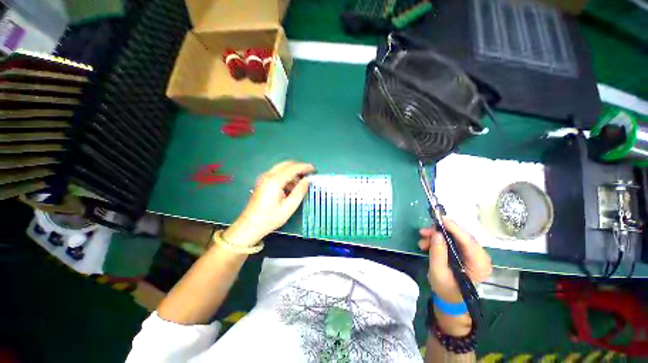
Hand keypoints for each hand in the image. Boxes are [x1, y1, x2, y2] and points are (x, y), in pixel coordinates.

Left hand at [224, 161, 314, 245]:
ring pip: (282, 168)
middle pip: (286, 164)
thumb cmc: (270, 218)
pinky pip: (277, 174)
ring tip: (301, 185)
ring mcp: (264, 178)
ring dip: (293, 173)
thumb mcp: (289, 207)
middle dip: (299, 167)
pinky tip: (290, 188)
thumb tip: (308, 180)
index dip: (305, 167)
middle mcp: (268, 175)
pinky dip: (286, 177)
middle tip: (309, 175)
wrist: (249, 226)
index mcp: (274, 181)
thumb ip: (300, 191)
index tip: (314, 169)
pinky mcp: (262, 182)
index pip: (293, 168)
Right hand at [419, 218, 491, 302]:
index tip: (441, 218)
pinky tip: (427, 245)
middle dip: (440, 232)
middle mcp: (480, 257)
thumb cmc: (445, 288)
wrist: (449, 298)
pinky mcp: (465, 252)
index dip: (454, 228)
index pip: (468, 242)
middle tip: (424, 232)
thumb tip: (437, 233)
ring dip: (436, 237)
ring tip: (422, 241)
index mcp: (479, 265)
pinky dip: (438, 241)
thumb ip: (438, 252)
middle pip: (461, 237)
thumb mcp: (438, 271)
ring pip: (454, 238)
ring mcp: (473, 254)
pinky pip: (452, 241)